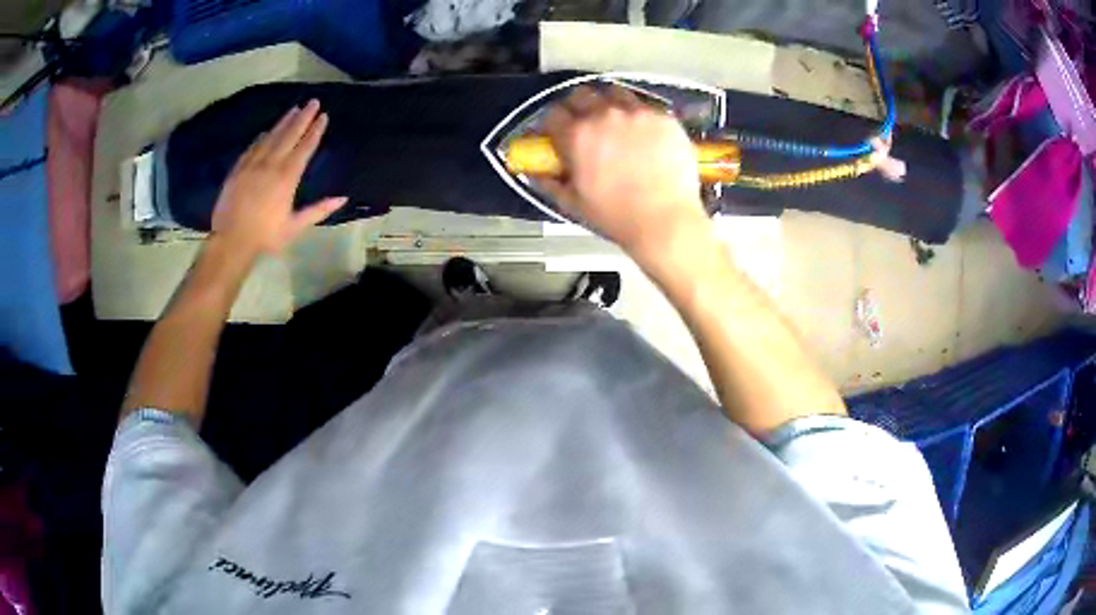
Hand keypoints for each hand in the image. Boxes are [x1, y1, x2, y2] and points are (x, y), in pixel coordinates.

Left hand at [210, 99, 346, 258]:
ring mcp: (252, 165)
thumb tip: (343, 198)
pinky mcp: (237, 170)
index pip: (305, 147)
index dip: (315, 131)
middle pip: (289, 135)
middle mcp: (271, 165)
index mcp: (287, 178)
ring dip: (283, 122)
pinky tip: (265, 132)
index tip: (324, 115)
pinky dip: (261, 138)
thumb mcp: (295, 227)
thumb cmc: (265, 237)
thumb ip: (318, 210)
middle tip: (312, 101)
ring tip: (293, 109)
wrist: (230, 242)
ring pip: (270, 137)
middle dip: (302, 118)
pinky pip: (252, 148)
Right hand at [541, 86, 706, 258]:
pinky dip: (640, 115)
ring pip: (615, 92)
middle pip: (582, 94)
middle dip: (580, 106)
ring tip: (617, 121)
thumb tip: (535, 173)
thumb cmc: (616, 216)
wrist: (666, 221)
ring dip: (610, 103)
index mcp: (576, 135)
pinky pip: (646, 106)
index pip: (553, 113)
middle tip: (587, 124)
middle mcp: (603, 115)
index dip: (555, 124)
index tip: (560, 133)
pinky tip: (645, 133)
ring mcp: (637, 113)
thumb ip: (550, 183)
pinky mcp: (663, 117)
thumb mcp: (574, 204)